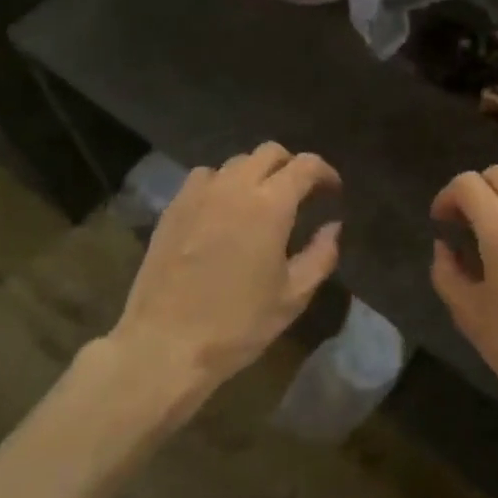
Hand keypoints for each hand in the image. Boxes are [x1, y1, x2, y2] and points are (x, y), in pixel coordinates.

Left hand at [114, 143, 340, 391]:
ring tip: (260, 201)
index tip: (332, 191)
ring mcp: (199, 194)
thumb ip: (320, 255)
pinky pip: (204, 177)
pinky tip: (223, 209)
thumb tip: (332, 226)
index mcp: (270, 205)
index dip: (325, 172)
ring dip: (256, 173)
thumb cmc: (237, 324)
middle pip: (270, 152)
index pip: (305, 165)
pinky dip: (222, 183)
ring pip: (236, 162)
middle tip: (300, 193)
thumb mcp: (293, 297)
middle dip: (291, 166)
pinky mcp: (173, 207)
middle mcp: (235, 187)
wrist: (164, 344)